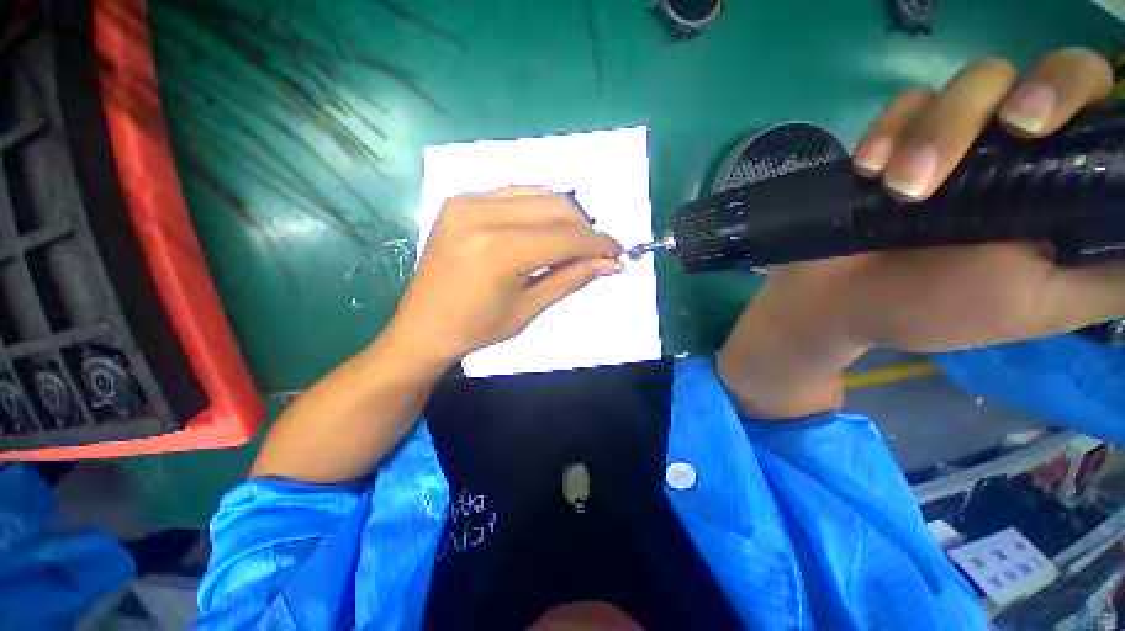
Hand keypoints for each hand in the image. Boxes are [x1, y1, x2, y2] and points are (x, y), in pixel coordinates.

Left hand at [387, 187, 621, 366]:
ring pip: (538, 194)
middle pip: (556, 206)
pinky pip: (515, 195)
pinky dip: (538, 210)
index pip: (566, 236)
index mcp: (498, 251)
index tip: (618, 252)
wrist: (423, 326)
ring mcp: (467, 202)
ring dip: (564, 217)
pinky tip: (541, 233)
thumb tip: (610, 263)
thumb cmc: (477, 329)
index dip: (598, 243)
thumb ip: (571, 279)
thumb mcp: (530, 309)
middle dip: (584, 228)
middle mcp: (481, 215)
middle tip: (595, 252)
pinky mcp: (459, 201)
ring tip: (571, 244)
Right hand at [720, 48, 1123, 417]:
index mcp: (1061, 187)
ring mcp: (956, 138)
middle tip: (1010, 130)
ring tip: (902, 189)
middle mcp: (1020, 149)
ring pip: (971, 82)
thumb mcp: (1039, 305)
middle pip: (1049, 73)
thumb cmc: (933, 310)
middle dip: (1028, 93)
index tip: (1055, 127)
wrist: (835, 303)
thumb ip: (1110, 276)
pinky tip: (868, 171)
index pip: (1103, 112)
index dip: (1088, 98)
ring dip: (939, 129)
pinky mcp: (898, 140)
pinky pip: (903, 103)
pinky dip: (888, 129)